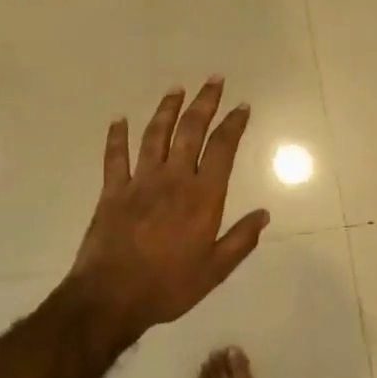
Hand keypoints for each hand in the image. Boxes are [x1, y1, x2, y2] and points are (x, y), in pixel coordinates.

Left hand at [65, 78, 270, 344]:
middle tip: (214, 80)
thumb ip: (241, 240)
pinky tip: (119, 119)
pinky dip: (117, 136)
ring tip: (176, 88)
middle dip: (205, 102)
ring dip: (167, 109)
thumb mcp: (215, 270)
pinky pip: (115, 156)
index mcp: (202, 196)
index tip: (242, 106)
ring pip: (155, 134)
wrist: (112, 297)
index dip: (234, 124)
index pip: (222, 149)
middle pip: (191, 130)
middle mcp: (173, 179)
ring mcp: (140, 181)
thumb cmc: (169, 286)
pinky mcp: (112, 190)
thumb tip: (265, 214)